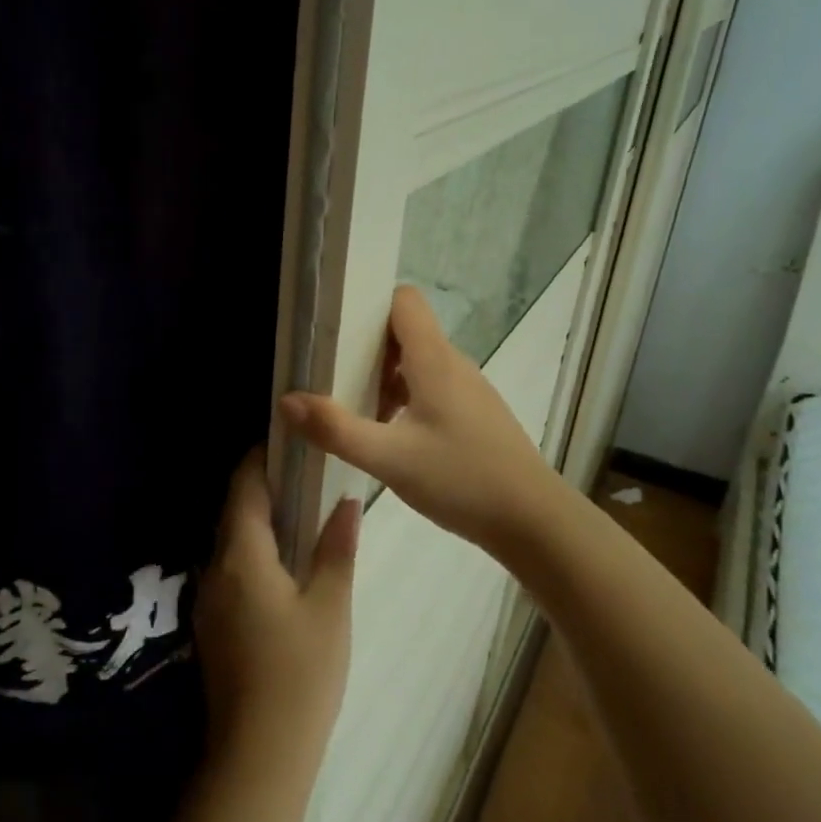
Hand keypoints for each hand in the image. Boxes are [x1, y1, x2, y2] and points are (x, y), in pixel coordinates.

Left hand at [195, 448, 358, 788]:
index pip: (243, 487)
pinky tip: (284, 563)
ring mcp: (208, 600)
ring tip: (301, 512)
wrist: (257, 758)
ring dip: (258, 521)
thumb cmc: (300, 675)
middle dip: (262, 487)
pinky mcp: (213, 626)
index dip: (260, 458)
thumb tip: (346, 503)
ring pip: (231, 542)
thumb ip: (337, 549)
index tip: (288, 442)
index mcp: (241, 556)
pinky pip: (231, 569)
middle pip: (233, 512)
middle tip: (304, 473)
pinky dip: (253, 551)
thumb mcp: (330, 607)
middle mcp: (215, 570)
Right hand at [279, 285, 568, 560]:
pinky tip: (390, 437)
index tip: (335, 330)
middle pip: (406, 332)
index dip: (369, 305)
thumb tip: (286, 400)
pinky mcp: (475, 415)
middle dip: (366, 347)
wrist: (533, 520)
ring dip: (385, 378)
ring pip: (418, 363)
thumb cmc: (462, 480)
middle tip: (331, 375)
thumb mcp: (389, 459)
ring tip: (354, 410)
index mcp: (435, 360)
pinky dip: (406, 399)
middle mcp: (454, 364)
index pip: (404, 301)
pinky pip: (433, 389)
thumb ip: (336, 429)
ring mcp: (469, 390)